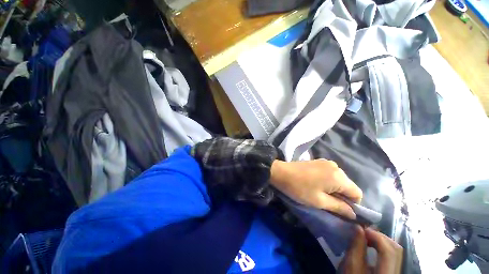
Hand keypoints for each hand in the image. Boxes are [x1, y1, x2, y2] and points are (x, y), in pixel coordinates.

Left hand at [270, 159, 361, 218]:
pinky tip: (316, 183)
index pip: (357, 193)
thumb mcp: (319, 201)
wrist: (281, 172)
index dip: (352, 205)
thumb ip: (339, 207)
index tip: (339, 209)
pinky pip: (331, 173)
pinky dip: (328, 181)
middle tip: (327, 202)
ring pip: (340, 179)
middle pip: (348, 185)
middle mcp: (336, 166)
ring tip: (320, 192)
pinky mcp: (319, 161)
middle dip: (342, 196)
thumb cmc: (299, 188)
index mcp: (339, 176)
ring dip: (334, 188)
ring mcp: (327, 162)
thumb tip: (354, 214)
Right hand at [340, 226, 402, 273]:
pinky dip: (383, 247)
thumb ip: (356, 247)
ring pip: (396, 252)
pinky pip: (393, 256)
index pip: (390, 251)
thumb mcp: (352, 266)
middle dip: (380, 237)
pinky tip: (373, 246)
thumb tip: (359, 227)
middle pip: (396, 250)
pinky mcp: (394, 271)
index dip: (377, 236)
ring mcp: (397, 272)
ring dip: (382, 241)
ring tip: (368, 238)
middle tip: (365, 232)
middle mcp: (397, 273)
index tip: (362, 228)